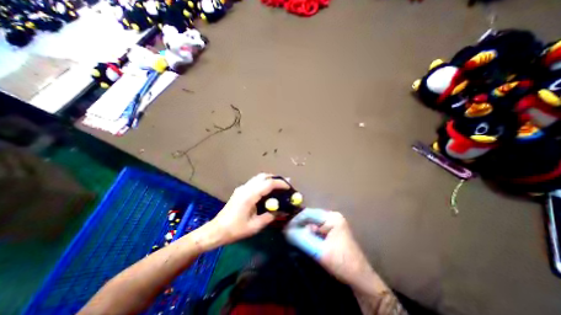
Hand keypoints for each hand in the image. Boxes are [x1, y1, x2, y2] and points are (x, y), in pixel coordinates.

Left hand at [205, 174, 288, 247]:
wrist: (217, 230)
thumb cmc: (236, 229)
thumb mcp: (255, 226)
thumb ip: (270, 216)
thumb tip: (282, 211)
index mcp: (250, 195)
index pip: (268, 184)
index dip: (280, 184)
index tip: (289, 187)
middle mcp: (246, 188)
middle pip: (263, 176)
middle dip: (275, 178)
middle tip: (285, 184)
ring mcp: (242, 188)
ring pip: (258, 177)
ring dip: (269, 179)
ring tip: (278, 186)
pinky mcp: (240, 190)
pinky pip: (254, 182)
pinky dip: (263, 182)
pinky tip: (267, 191)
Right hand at [285, 209, 390, 294]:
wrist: (361, 279)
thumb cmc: (342, 263)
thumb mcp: (320, 251)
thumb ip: (302, 239)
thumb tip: (286, 231)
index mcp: (332, 217)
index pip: (308, 213)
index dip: (295, 220)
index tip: (285, 228)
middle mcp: (332, 217)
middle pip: (310, 218)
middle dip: (299, 226)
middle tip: (287, 235)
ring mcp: (332, 224)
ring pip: (312, 224)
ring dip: (303, 232)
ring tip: (294, 239)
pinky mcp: (331, 232)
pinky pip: (316, 230)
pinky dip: (309, 235)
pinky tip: (303, 241)